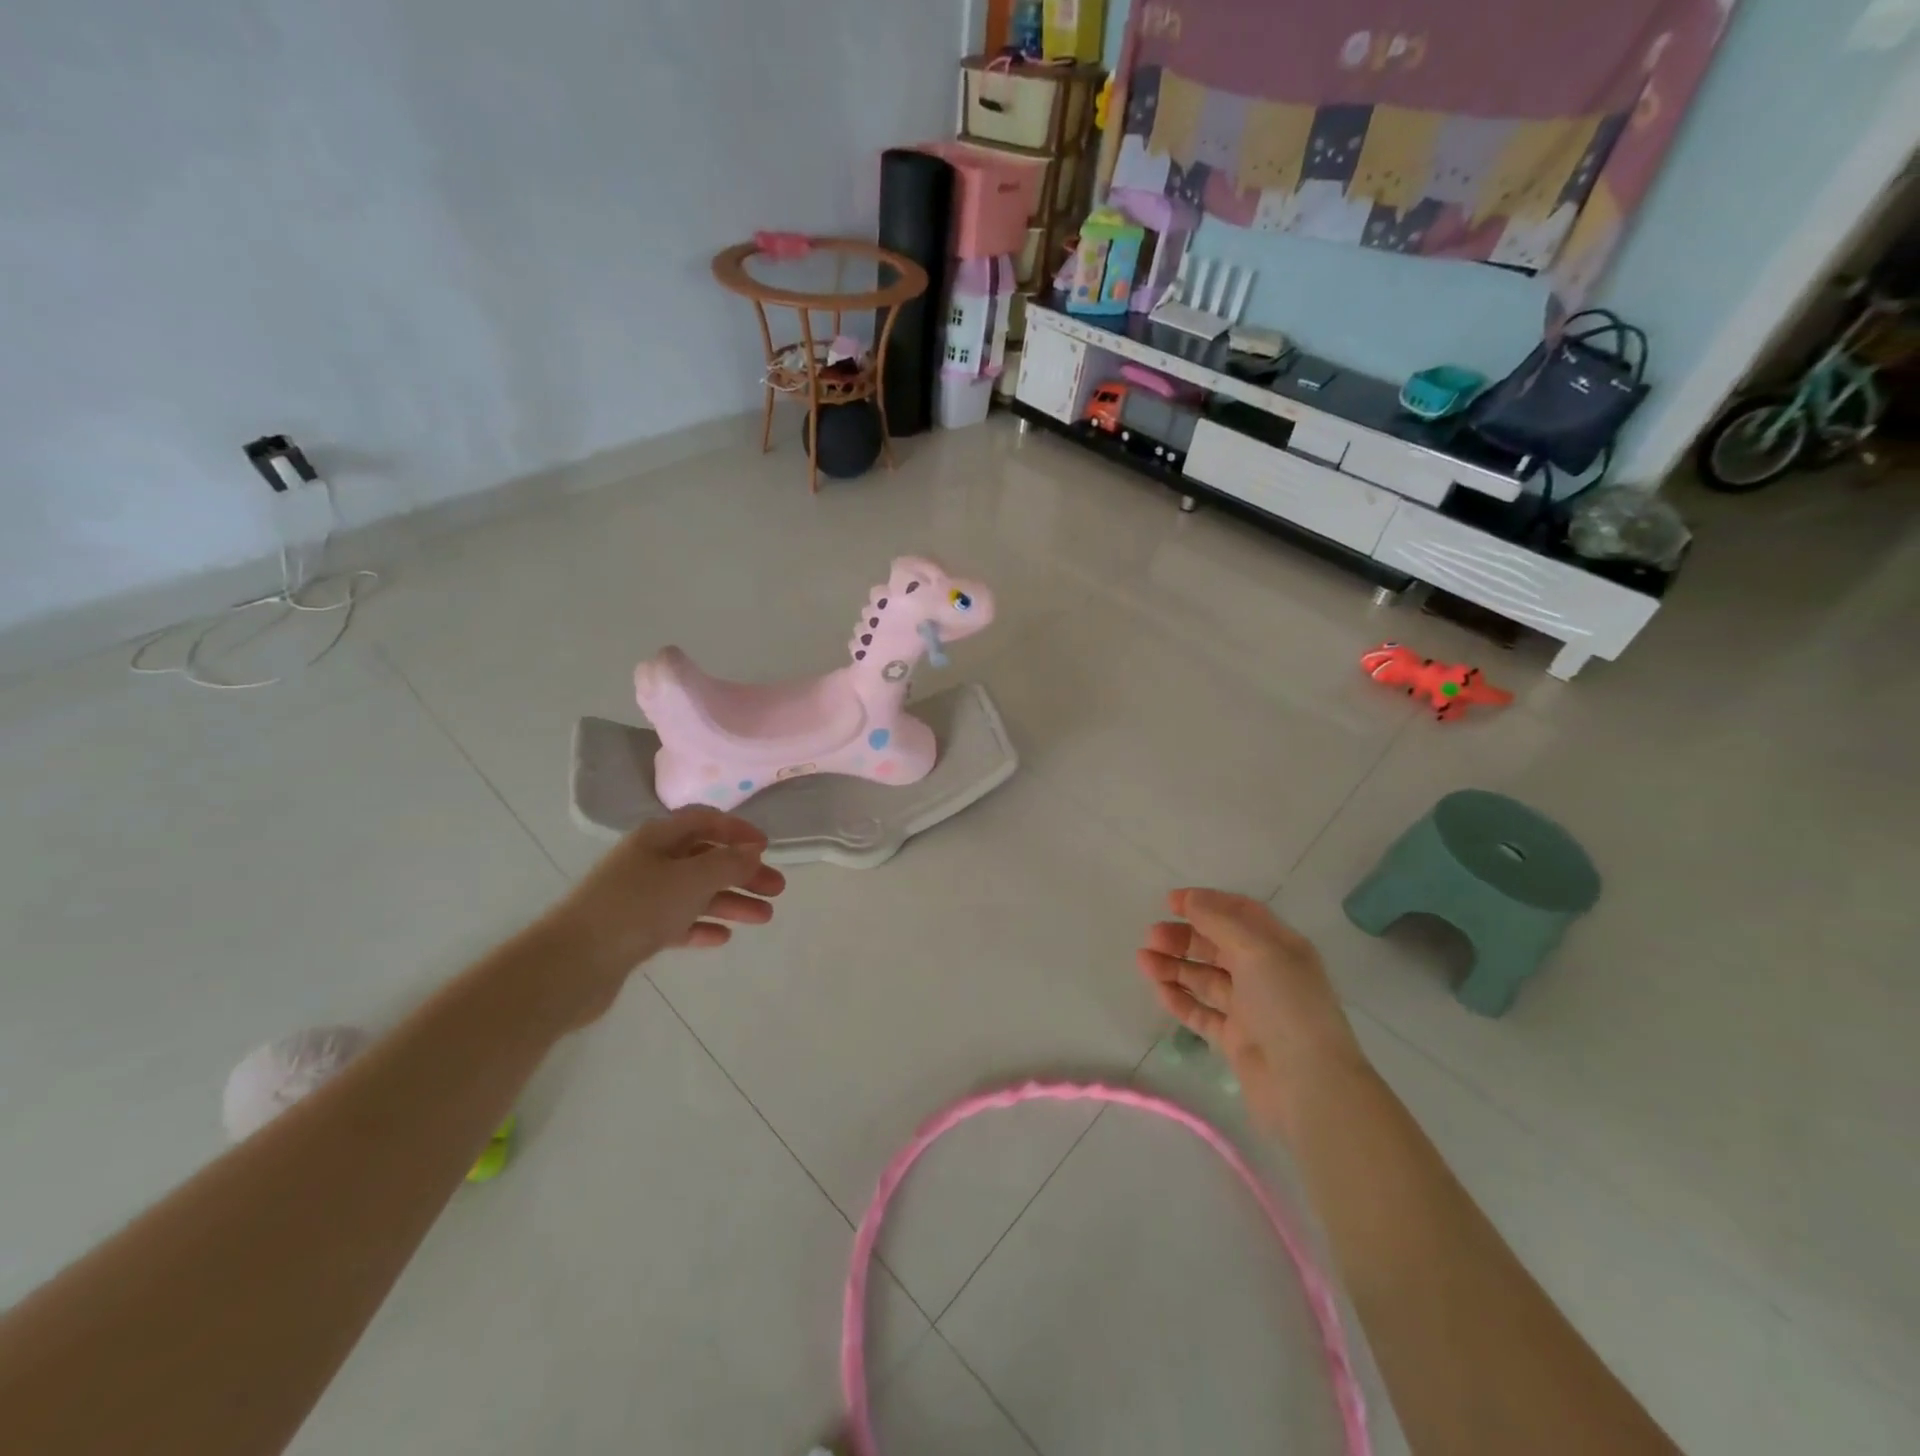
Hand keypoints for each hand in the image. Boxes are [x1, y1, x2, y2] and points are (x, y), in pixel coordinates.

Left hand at [540, 808, 785, 1026]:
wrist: (571, 965)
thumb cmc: (636, 908)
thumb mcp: (691, 879)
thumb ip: (728, 863)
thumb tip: (752, 849)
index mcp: (657, 838)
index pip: (704, 820)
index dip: (737, 830)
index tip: (767, 847)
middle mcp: (648, 862)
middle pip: (704, 859)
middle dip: (742, 872)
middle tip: (776, 889)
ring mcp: (639, 898)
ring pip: (694, 893)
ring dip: (730, 901)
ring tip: (764, 918)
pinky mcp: (633, 932)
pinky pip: (676, 923)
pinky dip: (701, 926)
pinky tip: (722, 938)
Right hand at [1138, 889, 1367, 1137]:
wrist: (1308, 1086)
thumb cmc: (1287, 1006)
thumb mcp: (1257, 951)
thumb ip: (1220, 921)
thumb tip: (1190, 899)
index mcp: (1280, 947)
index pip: (1240, 913)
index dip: (1206, 903)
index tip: (1170, 901)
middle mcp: (1266, 974)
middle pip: (1217, 946)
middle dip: (1184, 937)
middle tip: (1152, 936)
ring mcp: (1250, 1009)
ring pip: (1205, 978)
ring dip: (1174, 966)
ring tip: (1143, 961)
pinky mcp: (1235, 1040)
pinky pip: (1201, 1013)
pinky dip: (1179, 999)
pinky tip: (1158, 990)